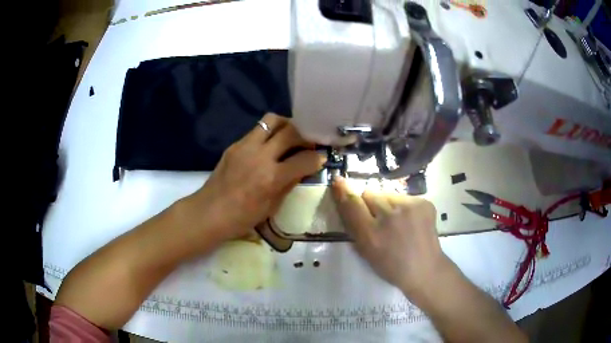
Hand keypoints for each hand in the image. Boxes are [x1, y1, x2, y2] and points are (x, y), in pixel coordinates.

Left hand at [184, 113, 325, 240]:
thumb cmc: (243, 217)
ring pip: (272, 120)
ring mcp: (245, 146)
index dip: (317, 158)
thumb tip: (303, 169)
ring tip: (290, 135)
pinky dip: (269, 133)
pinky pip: (257, 130)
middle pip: (291, 132)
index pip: (304, 159)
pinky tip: (269, 145)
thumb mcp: (273, 206)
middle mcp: (260, 156)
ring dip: (286, 125)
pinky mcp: (235, 144)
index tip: (322, 157)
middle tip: (309, 142)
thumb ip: (289, 183)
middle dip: (305, 135)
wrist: (211, 211)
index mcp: (272, 177)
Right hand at [331, 177, 452, 298]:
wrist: (424, 269)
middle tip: (378, 219)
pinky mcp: (424, 202)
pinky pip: (404, 196)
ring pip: (387, 193)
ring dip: (387, 204)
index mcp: (372, 235)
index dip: (343, 191)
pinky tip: (410, 221)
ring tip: (397, 221)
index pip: (352, 204)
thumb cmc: (391, 265)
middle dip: (370, 203)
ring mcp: (410, 207)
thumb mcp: (365, 251)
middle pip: (370, 193)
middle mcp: (390, 216)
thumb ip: (354, 226)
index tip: (338, 181)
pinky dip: (403, 206)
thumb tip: (346, 198)